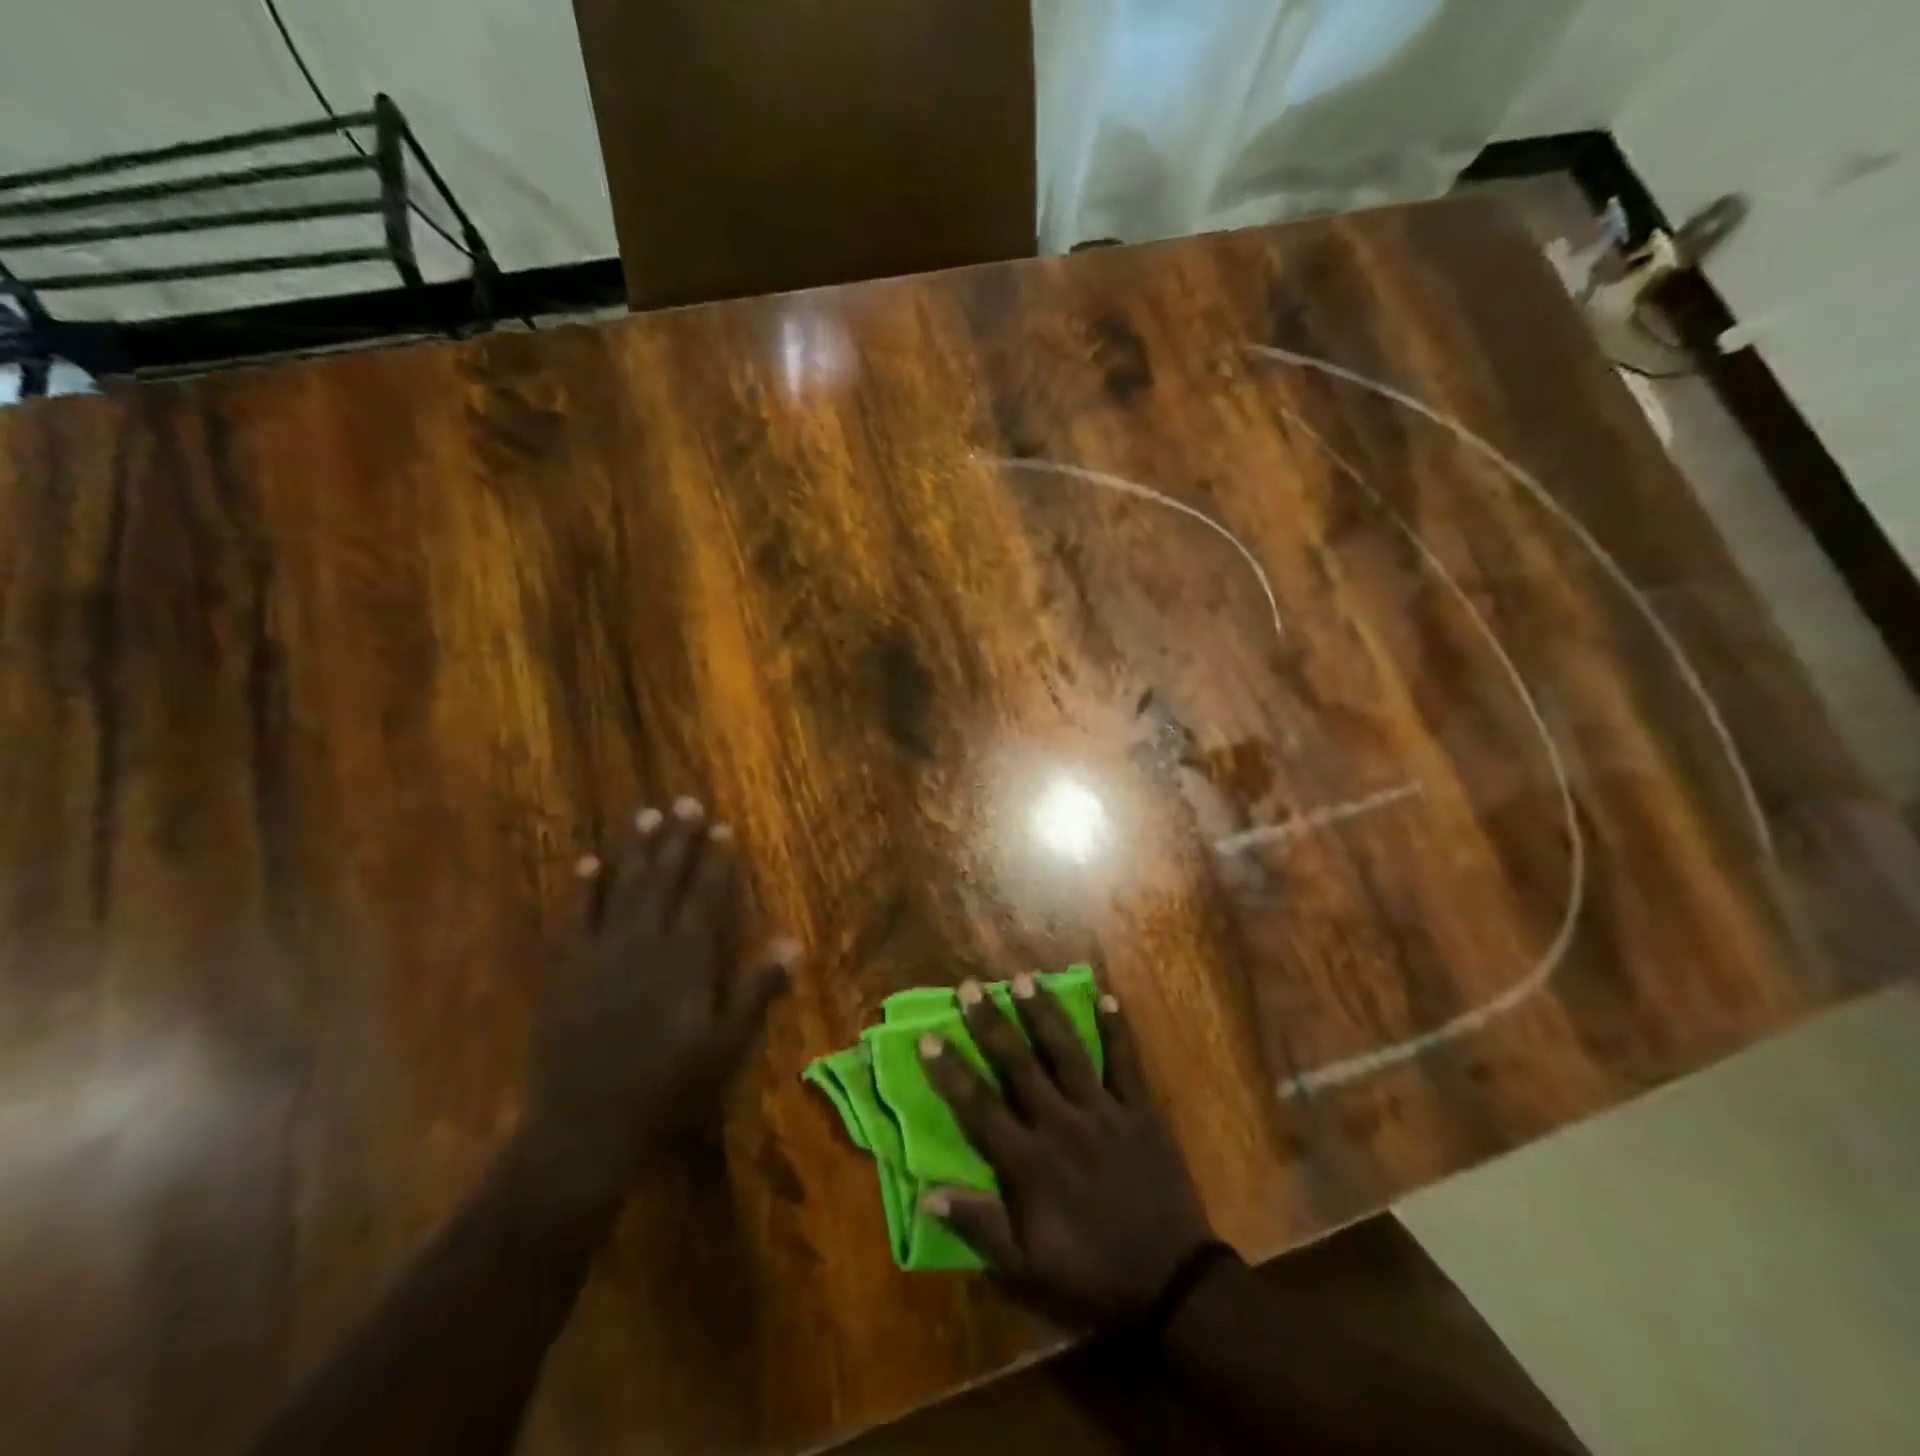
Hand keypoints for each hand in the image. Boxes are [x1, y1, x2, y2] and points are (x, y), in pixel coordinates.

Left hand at [526, 797, 798, 1190]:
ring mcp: (601, 953)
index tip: (722, 827)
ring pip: (623, 888)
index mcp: (686, 960)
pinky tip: (588, 863)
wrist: (585, 1129)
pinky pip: (576, 918)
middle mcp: (644, 943)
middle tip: (685, 802)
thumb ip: (757, 991)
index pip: (704, 897)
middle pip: (664, 880)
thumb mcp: (726, 1046)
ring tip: (646, 815)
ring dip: (636, 850)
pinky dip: (583, 889)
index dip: (715, 861)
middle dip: (678, 840)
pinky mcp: (567, 970)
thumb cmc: (668, 1088)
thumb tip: (793, 943)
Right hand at [918, 974, 1217, 1328]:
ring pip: (1067, 1052)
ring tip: (1024, 978)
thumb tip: (926, 1194)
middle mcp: (1062, 1123)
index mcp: (1030, 1161)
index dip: (951, 1072)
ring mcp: (1104, 1111)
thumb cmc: (1091, 1274)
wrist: (1171, 1284)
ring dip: (1043, 1013)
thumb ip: (979, 1224)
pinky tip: (1106, 997)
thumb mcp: (1026, 1266)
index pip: (979, 1107)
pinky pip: (1127, 1062)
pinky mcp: (1140, 1110)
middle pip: (1019, 1065)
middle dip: (991, 1023)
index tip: (928, 1037)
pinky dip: (1117, 1029)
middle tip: (970, 986)